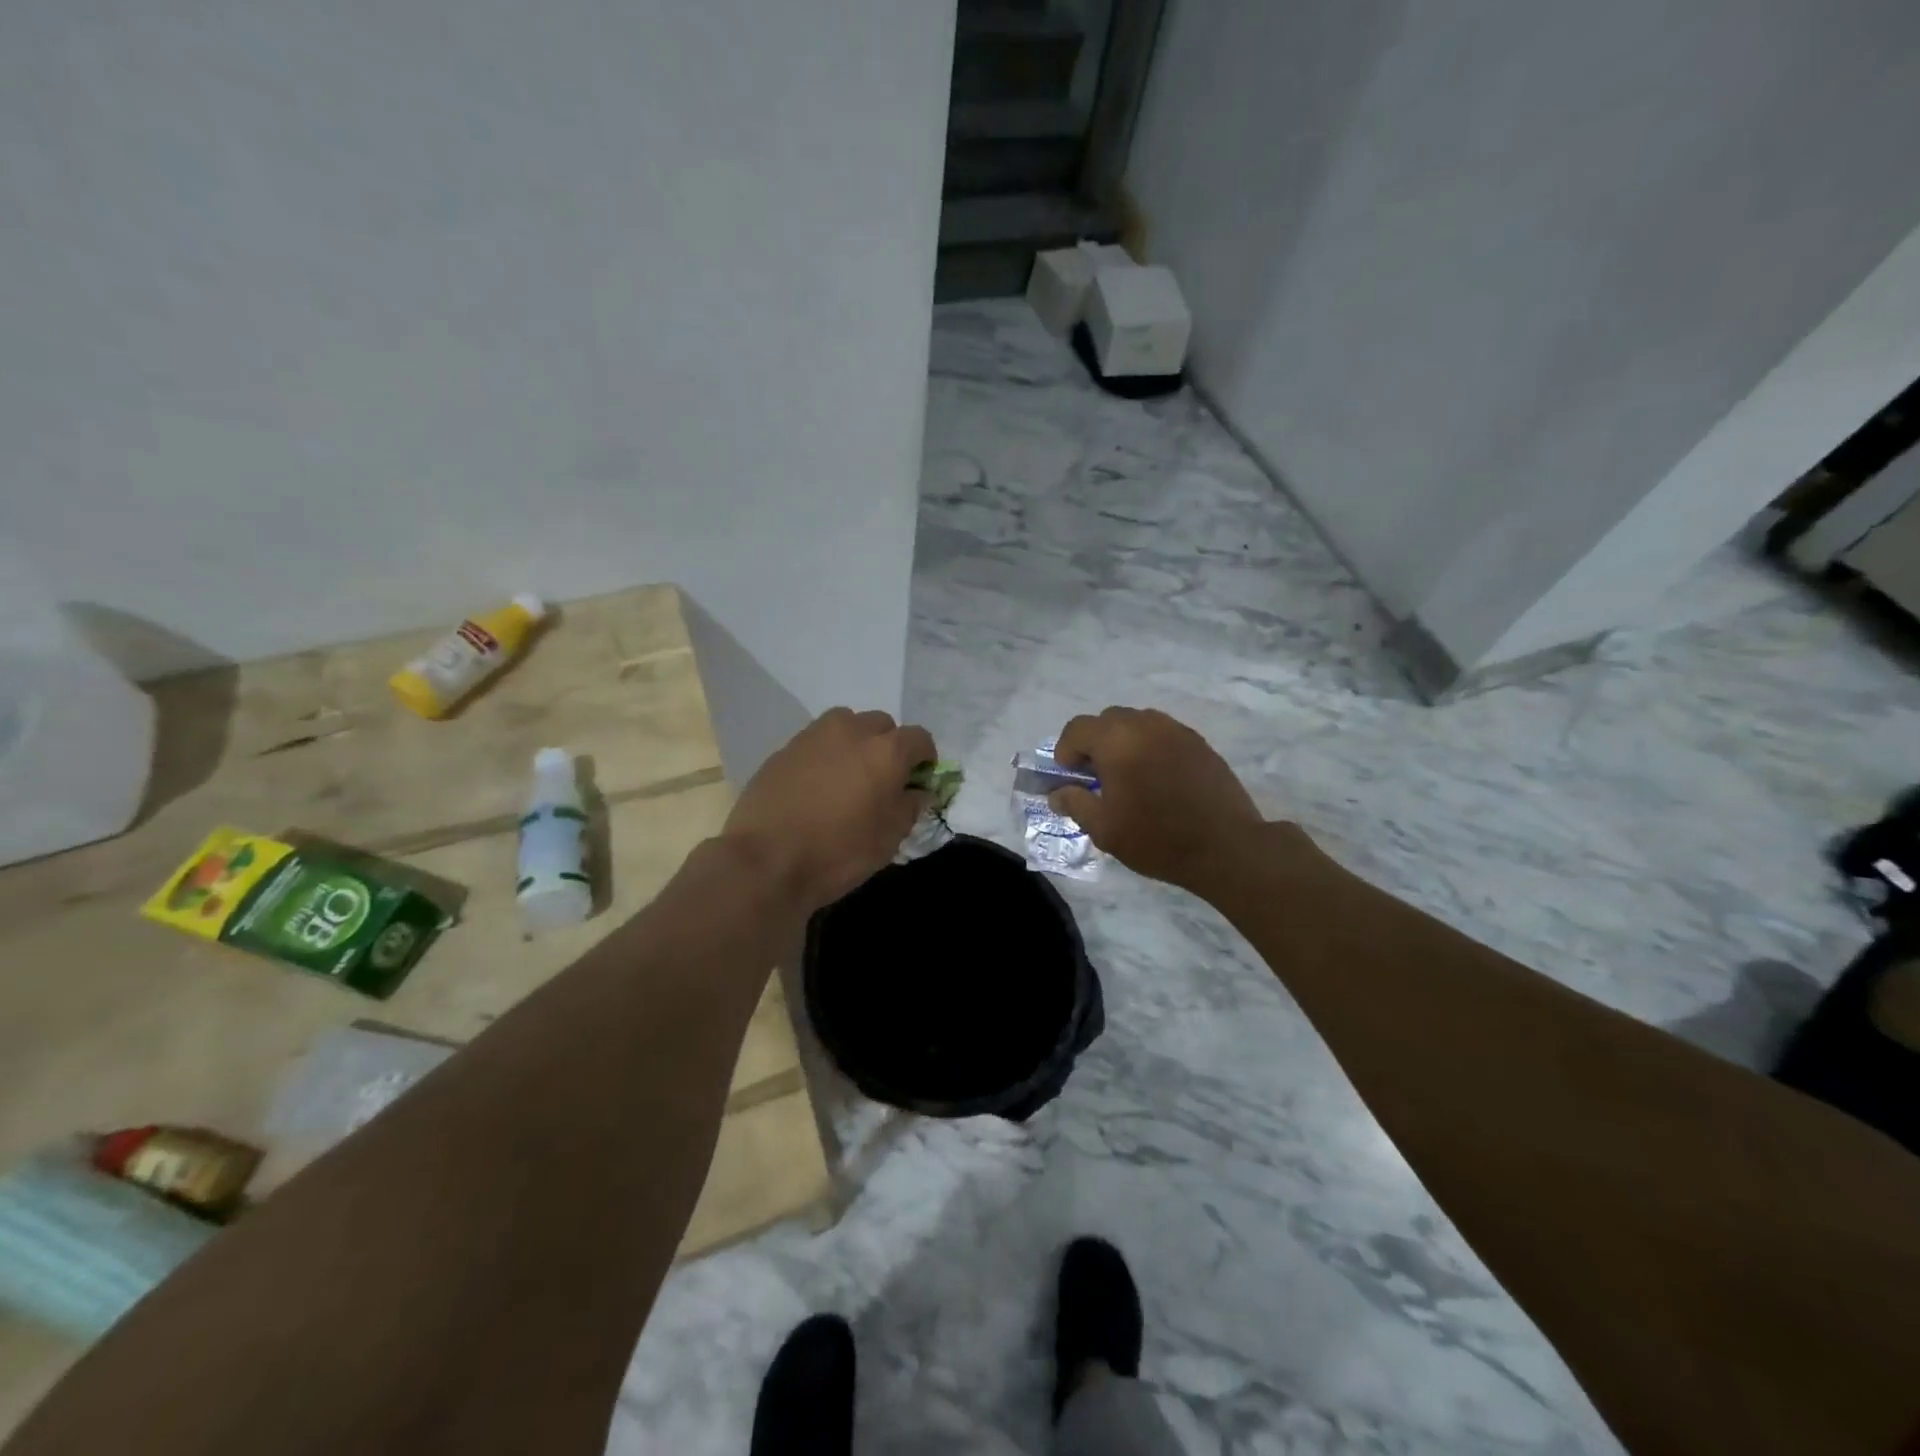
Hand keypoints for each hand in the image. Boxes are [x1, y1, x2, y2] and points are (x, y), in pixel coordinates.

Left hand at [723, 708, 936, 911]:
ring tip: (849, 776)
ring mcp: (814, 735)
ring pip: (847, 725)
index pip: (919, 738)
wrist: (765, 860)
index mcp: (885, 751)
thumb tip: (918, 791)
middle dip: (889, 746)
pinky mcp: (784, 748)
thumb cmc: (838, 852)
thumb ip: (910, 807)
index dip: (925, 759)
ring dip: (856, 742)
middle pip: (882, 724)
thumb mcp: (888, 838)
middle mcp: (851, 730)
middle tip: (883, 779)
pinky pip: (817, 741)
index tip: (919, 780)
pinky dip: (826, 754)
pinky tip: (818, 785)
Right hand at [1049, 707, 1263, 892]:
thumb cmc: (1157, 838)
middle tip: (1096, 776)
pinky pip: (1163, 734)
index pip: (1078, 728)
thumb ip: (1075, 803)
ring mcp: (1176, 731)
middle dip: (1094, 742)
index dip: (1065, 749)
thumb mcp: (1104, 829)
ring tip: (1127, 776)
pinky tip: (1157, 779)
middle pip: (1108, 719)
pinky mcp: (1199, 743)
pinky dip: (1150, 747)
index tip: (1069, 776)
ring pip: (1138, 723)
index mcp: (1117, 741)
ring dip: (1123, 742)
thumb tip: (1058, 792)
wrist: (1226, 847)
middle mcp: (1145, 725)